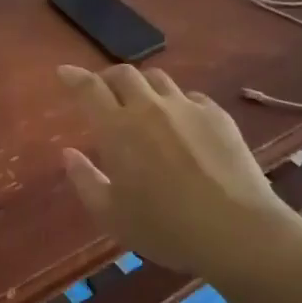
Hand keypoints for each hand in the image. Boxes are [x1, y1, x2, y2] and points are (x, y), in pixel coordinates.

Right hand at [56, 63, 301, 279]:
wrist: (237, 230)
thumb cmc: (165, 227)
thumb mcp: (111, 215)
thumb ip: (84, 180)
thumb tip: (68, 154)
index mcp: (117, 128)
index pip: (89, 88)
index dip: (74, 76)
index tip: (64, 72)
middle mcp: (149, 108)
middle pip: (124, 74)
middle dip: (108, 78)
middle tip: (104, 92)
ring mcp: (187, 108)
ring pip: (158, 79)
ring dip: (143, 86)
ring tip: (142, 103)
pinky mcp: (218, 116)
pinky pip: (190, 97)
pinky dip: (177, 103)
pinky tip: (181, 122)